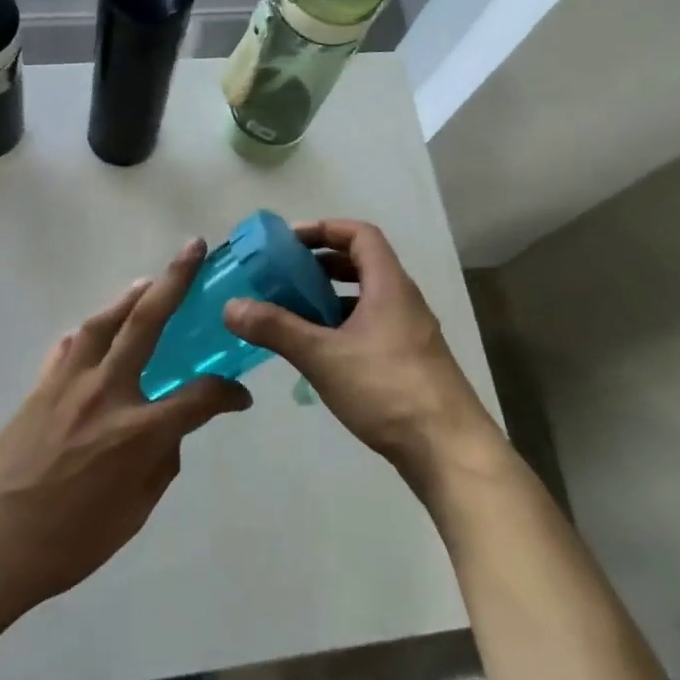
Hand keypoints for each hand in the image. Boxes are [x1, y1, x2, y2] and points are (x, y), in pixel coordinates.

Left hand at [0, 238, 250, 613]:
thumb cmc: (71, 542)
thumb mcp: (134, 513)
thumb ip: (159, 464)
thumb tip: (166, 432)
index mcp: (138, 431)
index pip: (200, 396)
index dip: (227, 393)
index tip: (239, 397)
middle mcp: (106, 392)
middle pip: (147, 321)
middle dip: (176, 280)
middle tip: (193, 248)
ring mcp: (68, 383)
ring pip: (104, 322)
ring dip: (130, 296)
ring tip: (148, 282)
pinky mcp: (39, 387)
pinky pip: (68, 347)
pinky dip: (87, 334)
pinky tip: (93, 332)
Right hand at [224, 220, 506, 497]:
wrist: (449, 451)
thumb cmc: (387, 389)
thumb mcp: (323, 356)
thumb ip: (276, 328)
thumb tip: (230, 306)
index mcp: (389, 285)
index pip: (360, 235)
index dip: (325, 229)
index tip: (289, 240)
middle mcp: (403, 301)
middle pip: (363, 263)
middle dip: (321, 263)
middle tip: (284, 275)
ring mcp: (410, 333)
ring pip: (366, 298)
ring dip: (330, 296)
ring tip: (293, 311)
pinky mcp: (409, 362)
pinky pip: (371, 326)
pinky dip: (342, 325)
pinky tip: (319, 351)